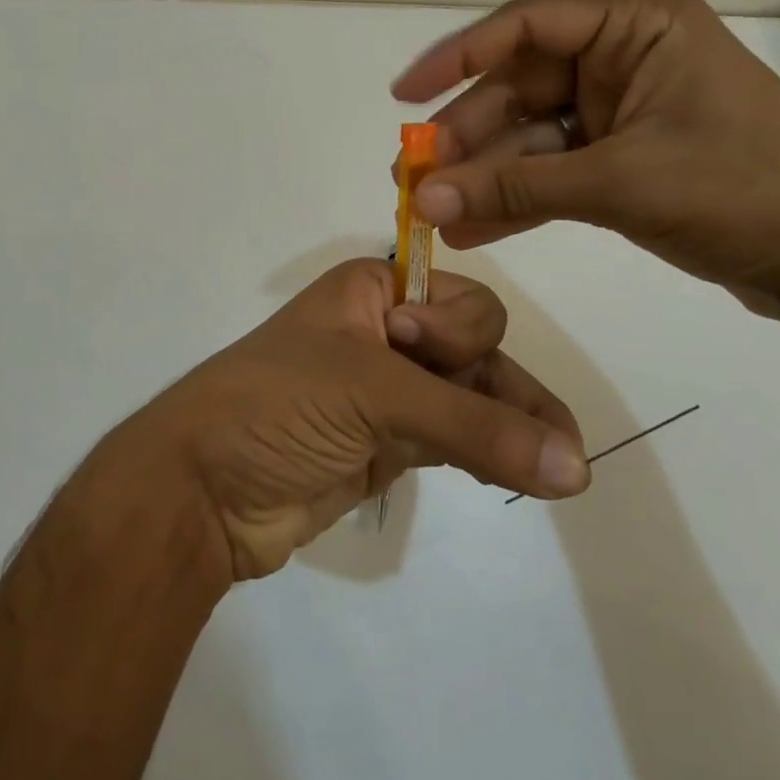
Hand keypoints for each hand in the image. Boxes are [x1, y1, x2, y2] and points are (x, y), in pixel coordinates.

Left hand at [121, 259, 588, 581]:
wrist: (203, 488)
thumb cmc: (278, 405)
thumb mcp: (370, 392)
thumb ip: (473, 425)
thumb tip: (576, 466)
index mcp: (370, 291)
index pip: (454, 296)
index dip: (455, 327)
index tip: (418, 352)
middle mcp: (383, 332)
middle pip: (472, 346)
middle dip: (503, 385)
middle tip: (551, 437)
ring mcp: (386, 391)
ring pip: (469, 396)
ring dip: (513, 427)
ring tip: (567, 468)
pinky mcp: (387, 444)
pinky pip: (455, 438)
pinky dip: (490, 453)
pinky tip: (529, 474)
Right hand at [390, 0, 779, 312]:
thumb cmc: (742, 191)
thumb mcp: (619, 183)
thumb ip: (516, 188)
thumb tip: (423, 201)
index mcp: (636, 26)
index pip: (525, 27)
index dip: (457, 59)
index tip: (404, 95)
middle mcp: (622, 58)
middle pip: (519, 90)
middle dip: (468, 139)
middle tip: (413, 179)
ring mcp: (620, 110)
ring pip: (530, 137)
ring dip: (485, 176)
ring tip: (431, 212)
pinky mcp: (621, 158)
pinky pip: (552, 171)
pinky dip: (516, 199)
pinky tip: (471, 228)